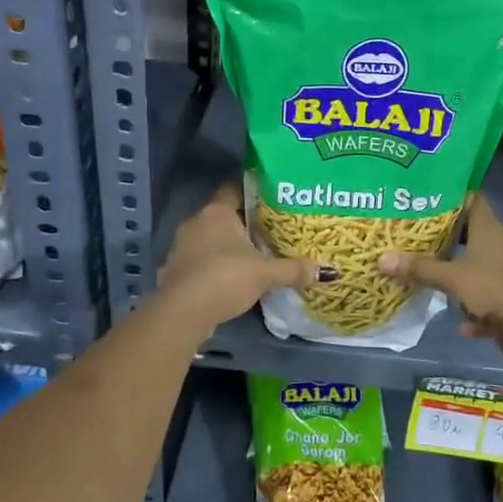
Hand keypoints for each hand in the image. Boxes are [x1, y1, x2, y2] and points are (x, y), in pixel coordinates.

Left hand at [156, 181, 326, 325]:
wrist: (182, 313)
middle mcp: (196, 222)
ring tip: (253, 254)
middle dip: (243, 222)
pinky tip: (231, 277)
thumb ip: (293, 270)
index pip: (233, 188)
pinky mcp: (174, 270)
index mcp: (217, 212)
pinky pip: (200, 260)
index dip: (251, 191)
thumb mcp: (265, 273)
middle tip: (269, 228)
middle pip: (223, 215)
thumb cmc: (225, 277)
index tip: (271, 196)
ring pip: (210, 238)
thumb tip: (328, 271)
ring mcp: (181, 247)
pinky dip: (214, 265)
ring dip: (227, 246)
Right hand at [378, 197, 502, 366]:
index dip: (451, 193)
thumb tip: (381, 258)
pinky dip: (469, 305)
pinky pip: (482, 297)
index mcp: (488, 229)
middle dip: (445, 232)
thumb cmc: (493, 289)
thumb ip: (419, 267)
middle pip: (469, 231)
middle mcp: (497, 245)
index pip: (471, 198)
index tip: (425, 192)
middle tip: (414, 229)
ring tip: (424, 265)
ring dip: (455, 268)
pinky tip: (454, 318)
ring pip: (474, 264)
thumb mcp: (451, 277)